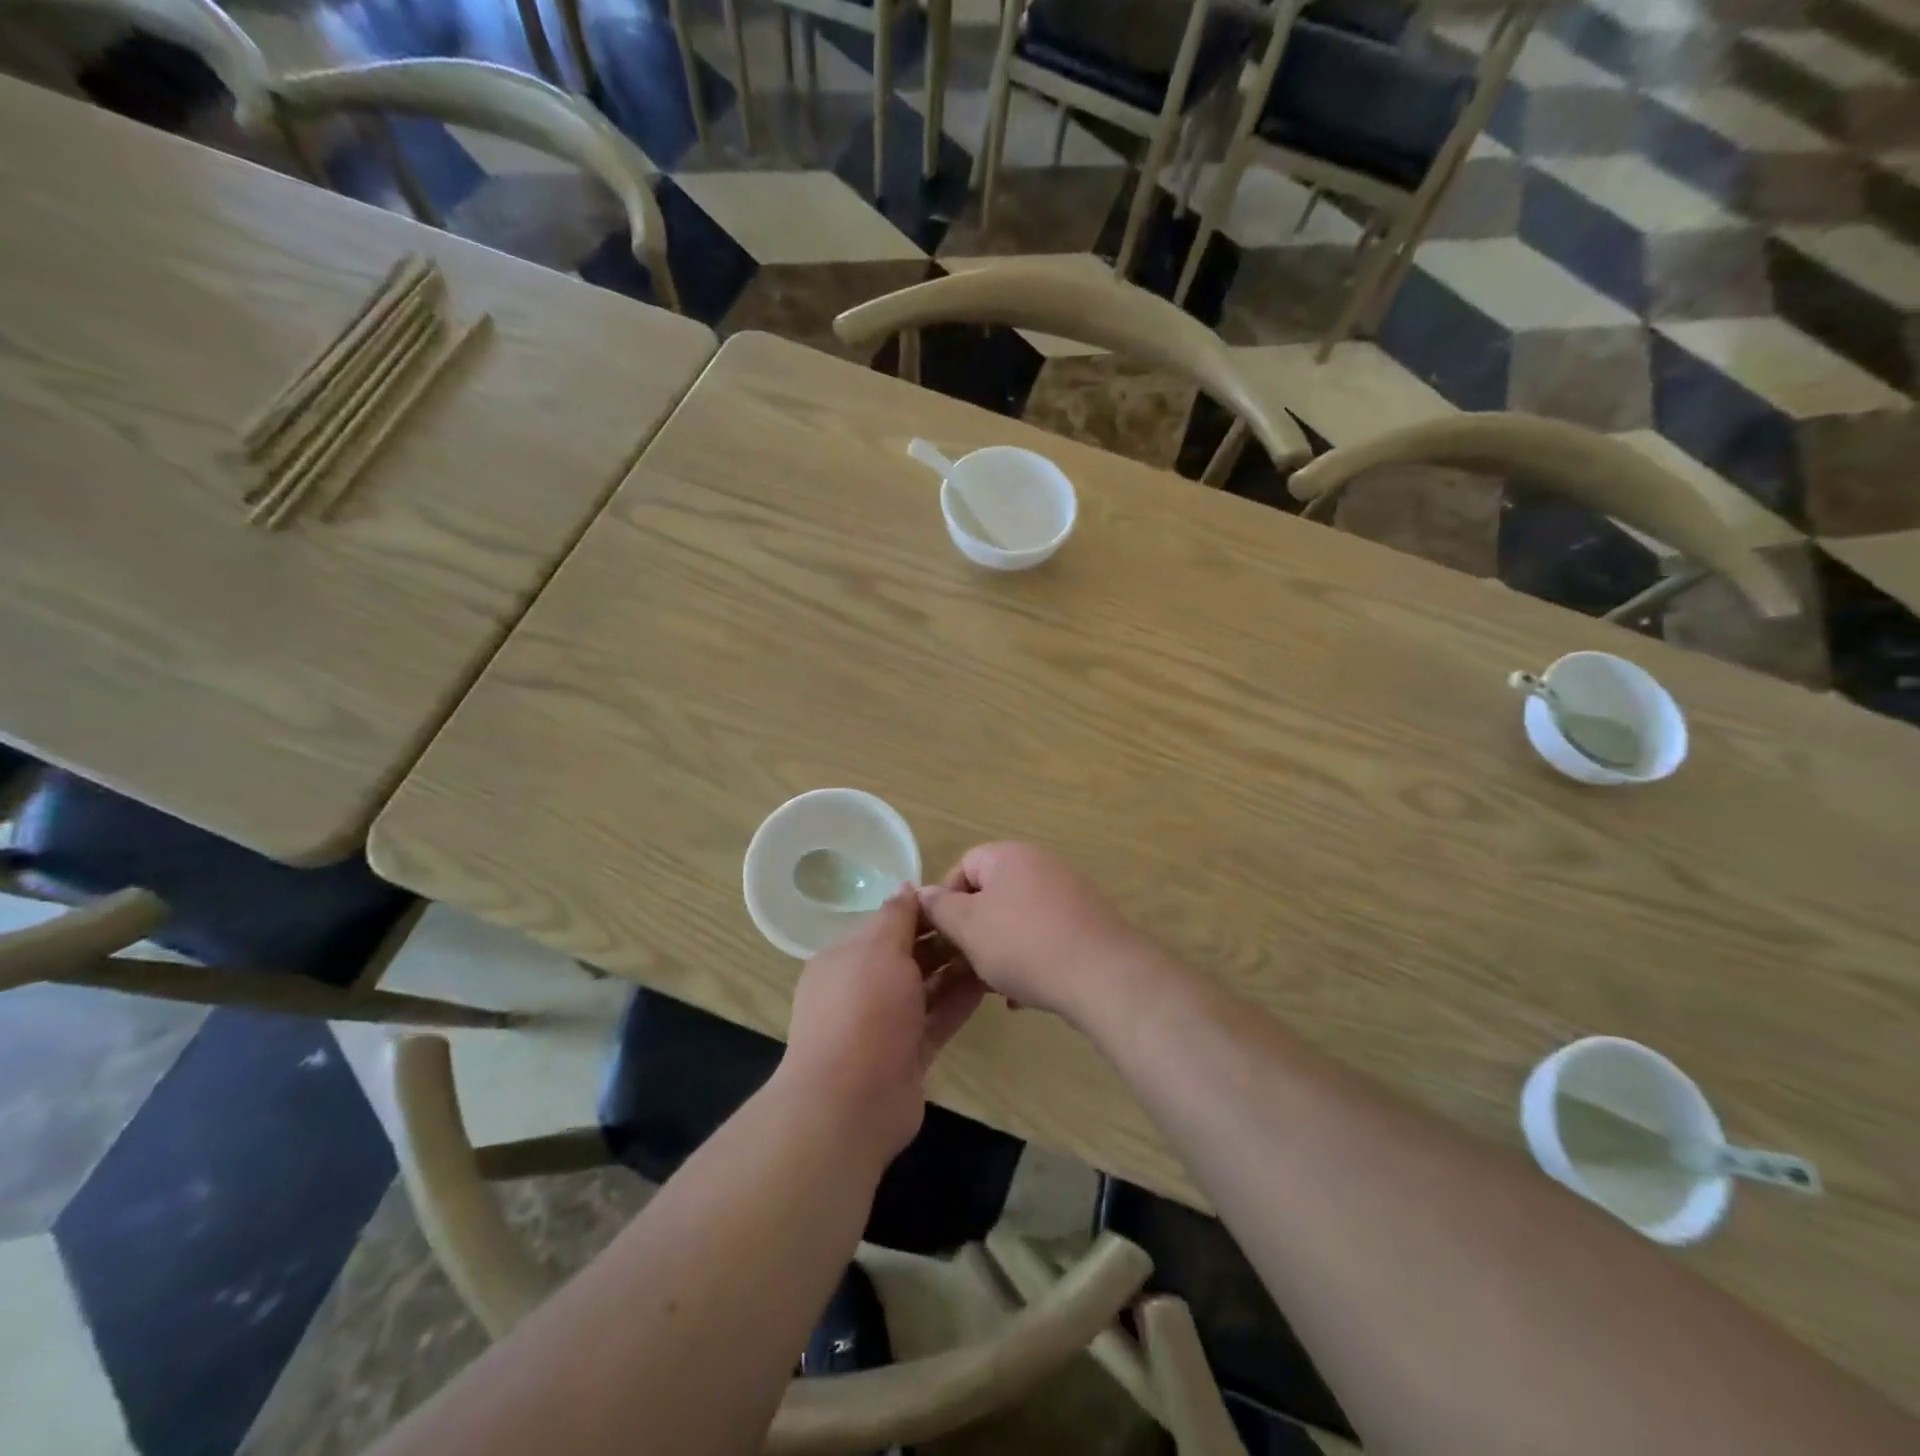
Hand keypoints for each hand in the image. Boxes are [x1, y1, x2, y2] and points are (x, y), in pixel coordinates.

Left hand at [781, 890, 986, 1162]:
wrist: (850, 1103)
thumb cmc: (862, 1011)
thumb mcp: (878, 950)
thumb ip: (896, 916)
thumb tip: (907, 886)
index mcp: (845, 959)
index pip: (887, 924)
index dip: (922, 910)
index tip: (960, 898)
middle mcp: (863, 989)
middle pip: (908, 955)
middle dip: (943, 939)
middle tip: (986, 922)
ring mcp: (886, 1025)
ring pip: (926, 988)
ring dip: (956, 969)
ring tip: (994, 948)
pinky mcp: (909, 1054)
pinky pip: (938, 1018)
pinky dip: (960, 1001)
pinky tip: (990, 983)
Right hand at [916, 843, 1162, 1023]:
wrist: (1102, 975)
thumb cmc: (1023, 945)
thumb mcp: (969, 928)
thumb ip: (940, 908)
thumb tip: (921, 893)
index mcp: (1009, 856)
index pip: (964, 866)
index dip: (946, 900)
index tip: (942, 935)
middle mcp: (1040, 864)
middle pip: (992, 894)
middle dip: (975, 930)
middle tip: (965, 964)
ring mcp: (1068, 892)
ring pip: (1018, 919)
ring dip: (1001, 949)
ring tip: (993, 986)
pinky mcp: (1087, 922)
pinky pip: (1045, 936)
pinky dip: (1030, 959)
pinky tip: (1023, 996)